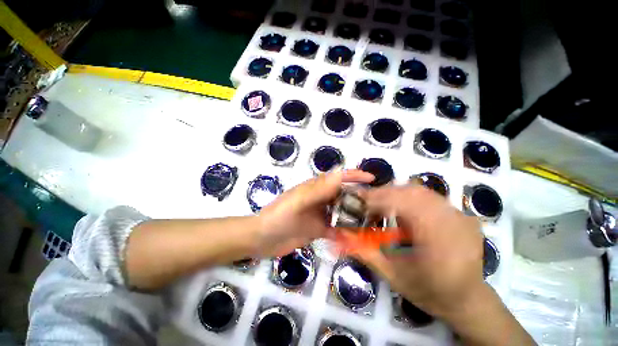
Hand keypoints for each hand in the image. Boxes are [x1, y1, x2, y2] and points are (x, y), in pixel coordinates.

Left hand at [256, 169, 373, 256]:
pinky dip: (344, 233)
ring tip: (371, 223)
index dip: (354, 176)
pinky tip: (354, 239)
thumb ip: (318, 190)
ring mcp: (319, 214)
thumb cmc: (278, 216)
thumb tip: (340, 175)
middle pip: (342, 195)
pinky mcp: (318, 229)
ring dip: (353, 216)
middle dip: (358, 197)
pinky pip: (335, 229)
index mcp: (314, 188)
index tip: (371, 179)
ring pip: (341, 212)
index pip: (337, 178)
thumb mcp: (298, 202)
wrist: (262, 239)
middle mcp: (319, 199)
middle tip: (377, 205)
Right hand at [345, 184, 483, 318]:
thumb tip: (341, 235)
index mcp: (438, 241)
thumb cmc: (429, 292)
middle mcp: (453, 222)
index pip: (403, 205)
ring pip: (421, 190)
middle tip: (367, 201)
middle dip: (384, 193)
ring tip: (381, 203)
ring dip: (396, 193)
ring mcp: (460, 216)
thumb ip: (365, 252)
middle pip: (411, 193)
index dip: (377, 199)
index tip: (359, 201)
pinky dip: (410, 196)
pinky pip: (430, 196)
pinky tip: (402, 207)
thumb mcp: (392, 275)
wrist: (467, 300)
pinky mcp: (461, 214)